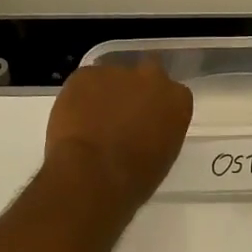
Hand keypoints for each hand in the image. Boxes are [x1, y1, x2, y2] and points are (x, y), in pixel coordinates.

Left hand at [43, 60, 193, 208]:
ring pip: (111, 78)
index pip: (173, 95)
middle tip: (121, 114)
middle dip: (136, 89)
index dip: (157, 107)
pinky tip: (74, 120)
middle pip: (147, 73)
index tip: (147, 122)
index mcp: (177, 101)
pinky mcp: (85, 74)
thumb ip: (157, 132)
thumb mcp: (161, 157)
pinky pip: (84, 82)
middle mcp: (151, 78)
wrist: (92, 174)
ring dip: (104, 94)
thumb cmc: (134, 179)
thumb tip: (142, 131)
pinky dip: (79, 97)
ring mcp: (117, 72)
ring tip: (90, 123)